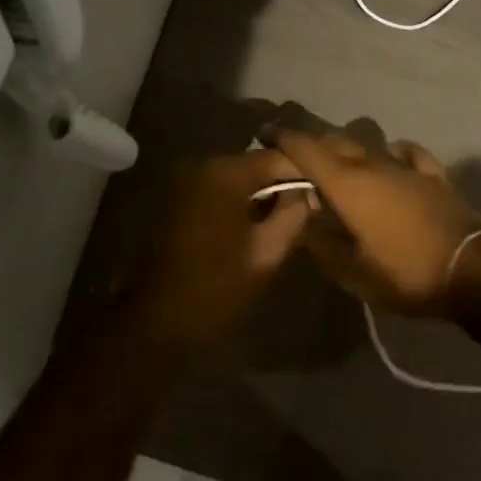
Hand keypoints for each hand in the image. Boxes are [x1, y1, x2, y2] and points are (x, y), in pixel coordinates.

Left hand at [128, 150, 313, 345]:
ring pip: (236, 178)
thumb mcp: (268, 253)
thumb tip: (308, 192)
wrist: (157, 322)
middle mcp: (201, 166)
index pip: (277, 158)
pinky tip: (252, 227)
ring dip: (259, 195)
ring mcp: (184, 181)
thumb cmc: (216, 288)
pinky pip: (217, 190)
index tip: (323, 195)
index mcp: (224, 174)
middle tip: (306, 210)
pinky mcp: (175, 199)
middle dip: (281, 185)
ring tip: (283, 220)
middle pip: (255, 165)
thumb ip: (294, 214)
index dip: (305, 174)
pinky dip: (237, 202)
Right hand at [265, 127, 480, 316]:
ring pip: (367, 145)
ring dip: (345, 148)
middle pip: (334, 140)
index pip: (305, 149)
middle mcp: (373, 164)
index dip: (282, 137)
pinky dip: (391, 152)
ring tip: (332, 159)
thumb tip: (301, 220)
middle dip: (308, 140)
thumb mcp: (352, 271)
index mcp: (347, 184)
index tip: (263, 131)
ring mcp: (406, 166)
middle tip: (289, 148)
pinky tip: (390, 156)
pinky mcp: (433, 175)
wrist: (474, 269)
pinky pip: (407, 153)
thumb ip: (321, 244)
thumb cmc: (406, 272)